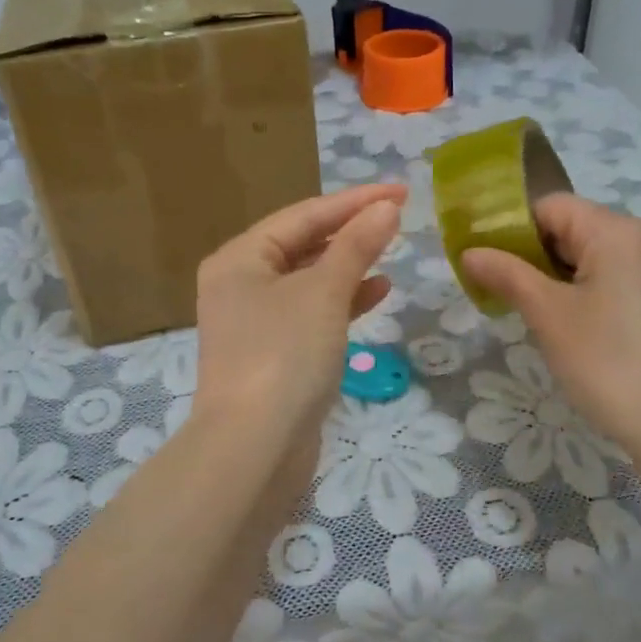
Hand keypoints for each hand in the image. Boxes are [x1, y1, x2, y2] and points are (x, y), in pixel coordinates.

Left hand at [192, 184, 405, 458]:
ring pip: (309, 278)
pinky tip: (378, 292)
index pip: (303, 214)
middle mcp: (241, 283)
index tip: (400, 191)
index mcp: (240, 258)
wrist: (254, 450)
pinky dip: (343, 300)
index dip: (354, 201)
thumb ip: (356, 246)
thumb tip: (386, 208)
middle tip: (399, 215)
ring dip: (349, 263)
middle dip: (351, 229)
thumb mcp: (324, 293)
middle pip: (303, 243)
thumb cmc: (284, 356)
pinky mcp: (274, 353)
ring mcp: (255, 321)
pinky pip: (312, 312)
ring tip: (392, 249)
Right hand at [460, 194, 640, 455]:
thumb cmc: (605, 359)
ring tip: (517, 305)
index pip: (549, 206)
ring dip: (548, 275)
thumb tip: (469, 252)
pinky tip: (556, 322)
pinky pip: (604, 278)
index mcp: (614, 230)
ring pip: (585, 256)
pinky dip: (574, 290)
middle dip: (527, 252)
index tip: (480, 257)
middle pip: (568, 228)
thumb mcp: (547, 313)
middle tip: (492, 284)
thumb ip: (506, 274)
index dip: (509, 226)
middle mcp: (637, 240)